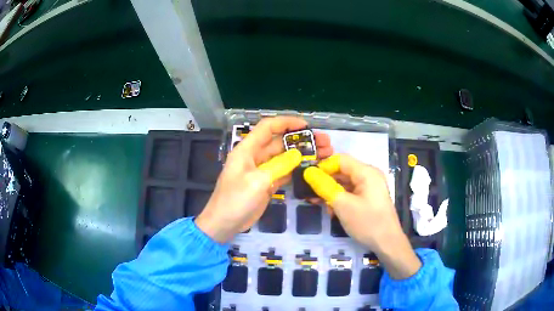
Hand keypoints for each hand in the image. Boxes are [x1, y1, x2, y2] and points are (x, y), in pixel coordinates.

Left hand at [195, 116, 332, 242]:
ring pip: (285, 157)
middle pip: (280, 142)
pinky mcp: (267, 183)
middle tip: (325, 143)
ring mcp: (262, 171)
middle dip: (302, 140)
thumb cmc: (235, 200)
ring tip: (324, 155)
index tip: (306, 125)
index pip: (268, 127)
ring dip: (303, 155)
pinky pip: (284, 172)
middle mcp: (255, 156)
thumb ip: (278, 166)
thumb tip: (298, 155)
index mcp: (248, 149)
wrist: (224, 223)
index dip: (286, 122)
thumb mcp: (257, 181)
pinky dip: (297, 170)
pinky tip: (312, 169)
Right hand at [304, 154, 420, 278]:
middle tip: (310, 194)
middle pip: (343, 171)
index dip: (323, 166)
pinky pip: (351, 193)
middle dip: (326, 182)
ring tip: (319, 204)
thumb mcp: (342, 204)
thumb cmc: (366, 222)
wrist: (387, 243)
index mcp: (366, 172)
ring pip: (345, 184)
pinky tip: (332, 211)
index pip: (340, 159)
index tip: (309, 179)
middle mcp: (369, 176)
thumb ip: (324, 186)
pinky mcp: (369, 198)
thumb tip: (308, 172)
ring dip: (331, 193)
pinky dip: (340, 199)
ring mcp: (370, 188)